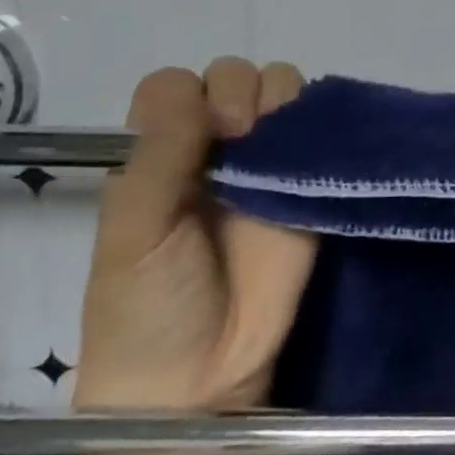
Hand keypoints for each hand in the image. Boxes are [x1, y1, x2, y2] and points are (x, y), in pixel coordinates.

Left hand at [72, 59, 316, 410]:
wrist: (201, 378)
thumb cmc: (148, 306)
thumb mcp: (131, 232)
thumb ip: (157, 156)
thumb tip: (193, 89)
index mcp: (159, 154)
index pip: (177, 85)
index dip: (193, 94)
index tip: (206, 131)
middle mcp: (213, 148)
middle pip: (235, 75)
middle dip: (241, 91)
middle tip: (240, 136)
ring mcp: (265, 164)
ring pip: (282, 91)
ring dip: (281, 102)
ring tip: (275, 151)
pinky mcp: (310, 185)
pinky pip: (322, 131)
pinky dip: (321, 124)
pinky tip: (313, 149)